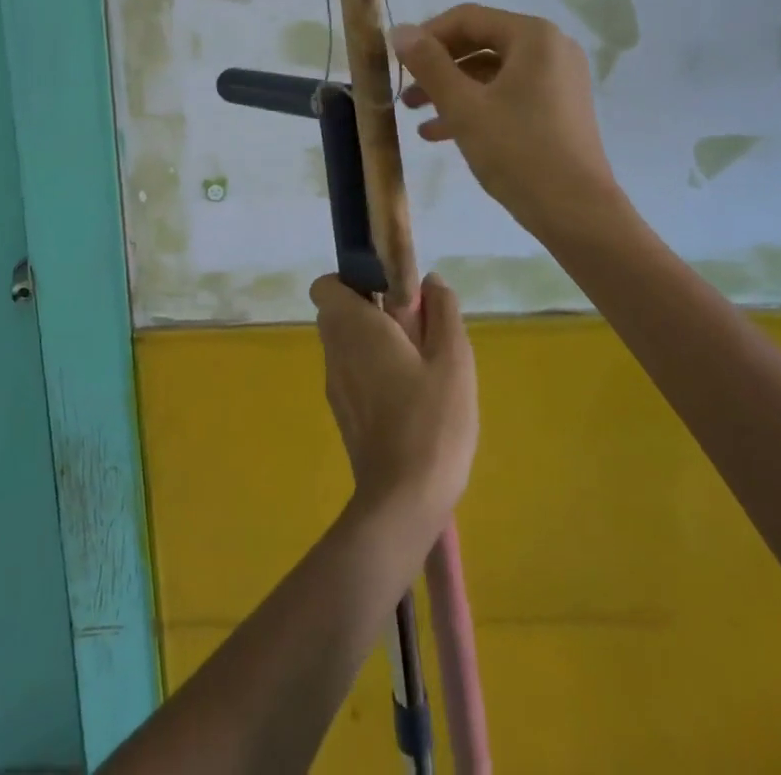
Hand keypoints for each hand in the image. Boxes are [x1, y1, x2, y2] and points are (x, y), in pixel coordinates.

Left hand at [311, 273, 477, 533]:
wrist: (403, 501)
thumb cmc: (431, 421)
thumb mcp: (453, 360)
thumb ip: (443, 312)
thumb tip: (430, 281)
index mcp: (354, 327)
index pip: (326, 285)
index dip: (353, 279)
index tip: (389, 290)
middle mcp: (335, 350)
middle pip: (337, 312)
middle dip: (370, 308)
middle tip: (413, 324)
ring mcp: (334, 384)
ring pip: (345, 343)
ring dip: (373, 340)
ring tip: (418, 360)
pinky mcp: (342, 413)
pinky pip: (351, 372)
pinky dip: (371, 369)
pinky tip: (409, 393)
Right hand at [392, 3, 619, 236]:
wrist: (576, 212)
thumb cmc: (517, 151)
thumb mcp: (463, 106)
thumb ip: (429, 64)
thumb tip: (400, 30)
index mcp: (533, 37)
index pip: (467, 18)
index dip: (427, 36)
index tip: (397, 61)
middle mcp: (551, 49)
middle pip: (480, 43)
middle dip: (438, 67)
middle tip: (405, 90)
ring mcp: (558, 80)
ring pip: (492, 73)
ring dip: (451, 90)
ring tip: (414, 115)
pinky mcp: (558, 109)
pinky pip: (508, 94)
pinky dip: (476, 106)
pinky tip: (440, 133)